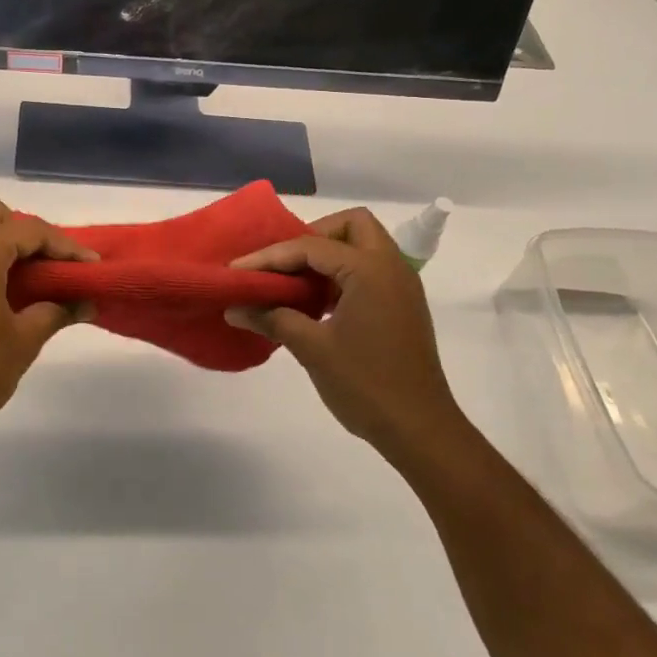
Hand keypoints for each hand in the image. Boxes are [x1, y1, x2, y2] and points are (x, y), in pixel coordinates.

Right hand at [226, 207, 462, 461]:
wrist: (421, 431)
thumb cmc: (366, 385)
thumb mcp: (312, 349)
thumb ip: (272, 319)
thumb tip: (235, 308)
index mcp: (370, 269)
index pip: (311, 246)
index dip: (270, 257)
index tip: (238, 269)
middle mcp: (391, 267)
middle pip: (351, 225)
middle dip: (313, 236)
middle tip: (284, 264)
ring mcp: (401, 286)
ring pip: (363, 245)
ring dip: (329, 255)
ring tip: (295, 283)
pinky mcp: (402, 306)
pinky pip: (370, 269)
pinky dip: (343, 274)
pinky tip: (317, 303)